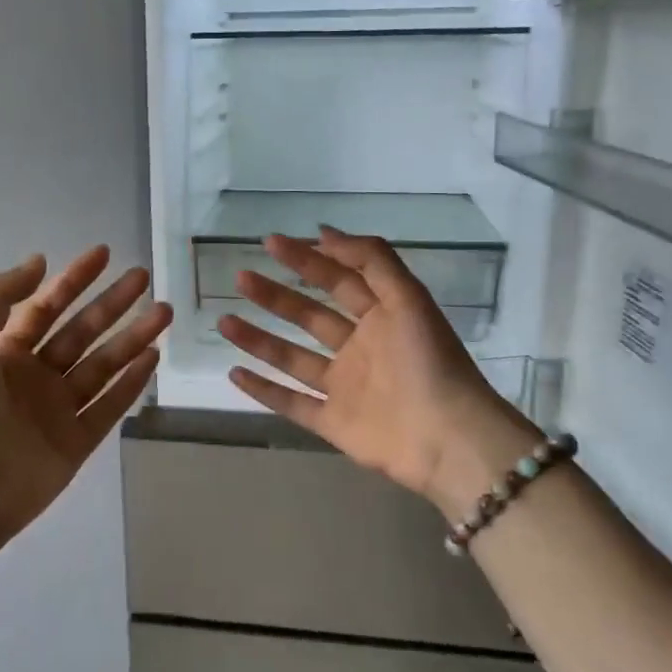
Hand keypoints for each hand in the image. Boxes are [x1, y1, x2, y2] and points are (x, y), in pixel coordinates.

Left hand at [0, 247, 170, 569]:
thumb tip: (39, 261)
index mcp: (5, 353)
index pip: (46, 307)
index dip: (73, 279)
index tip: (104, 253)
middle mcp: (35, 376)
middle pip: (81, 332)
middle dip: (111, 304)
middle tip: (144, 278)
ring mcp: (58, 410)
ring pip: (103, 365)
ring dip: (132, 337)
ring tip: (163, 313)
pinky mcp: (78, 442)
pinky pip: (110, 406)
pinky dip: (132, 383)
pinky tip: (153, 358)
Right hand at [218, 228, 534, 518]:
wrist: (447, 439)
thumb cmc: (429, 362)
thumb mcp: (408, 297)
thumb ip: (371, 260)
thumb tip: (325, 232)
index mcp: (381, 317)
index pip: (337, 280)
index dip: (306, 259)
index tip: (270, 243)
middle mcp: (359, 348)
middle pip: (308, 316)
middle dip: (275, 296)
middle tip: (241, 278)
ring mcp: (344, 387)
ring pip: (292, 357)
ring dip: (258, 339)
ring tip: (224, 320)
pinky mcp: (332, 422)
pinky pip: (291, 403)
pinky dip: (263, 389)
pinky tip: (234, 372)